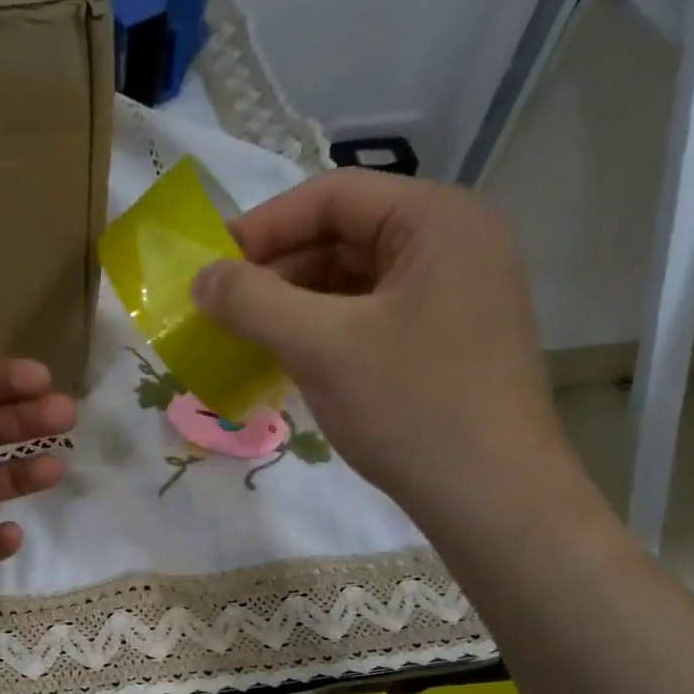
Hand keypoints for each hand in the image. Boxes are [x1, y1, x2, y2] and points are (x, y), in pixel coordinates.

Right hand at [191, 170, 585, 532]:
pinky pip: (372, 316)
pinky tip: (290, 359)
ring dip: (296, 304)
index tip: (210, 266)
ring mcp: (456, 293)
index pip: (334, 196)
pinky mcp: (448, 339)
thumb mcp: (322, 347)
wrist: (492, 497)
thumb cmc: (411, 407)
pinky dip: (326, 331)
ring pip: (356, 281)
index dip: (263, 226)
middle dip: (278, 270)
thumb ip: (254, 302)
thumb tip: (201, 277)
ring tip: (247, 337)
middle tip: (222, 309)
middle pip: (345, 236)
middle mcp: (455, 242)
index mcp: (438, 219)